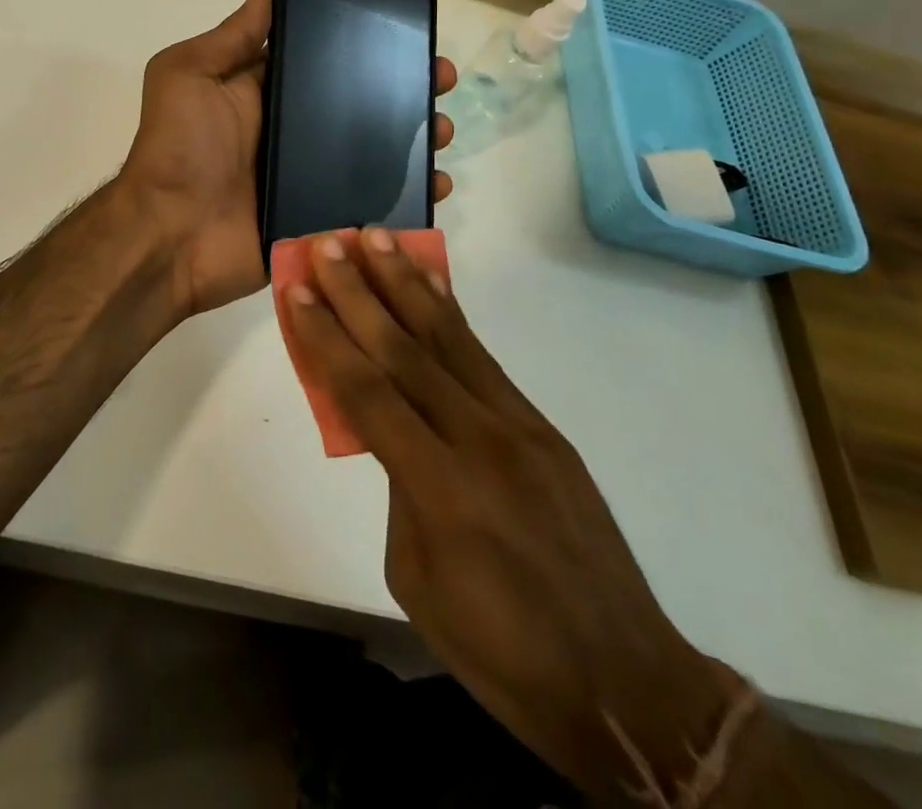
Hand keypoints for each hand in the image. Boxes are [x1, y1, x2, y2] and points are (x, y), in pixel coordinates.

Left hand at [117, 0, 456, 318]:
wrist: (170, 235)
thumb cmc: (179, 148)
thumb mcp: (189, 75)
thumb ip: (229, 38)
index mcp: (265, 94)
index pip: (325, 62)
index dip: (364, 48)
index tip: (408, 34)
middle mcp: (292, 133)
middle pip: (360, 106)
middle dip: (404, 91)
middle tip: (440, 82)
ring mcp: (310, 178)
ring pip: (376, 154)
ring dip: (416, 141)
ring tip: (444, 131)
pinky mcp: (322, 219)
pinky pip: (373, 204)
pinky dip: (408, 198)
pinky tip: (439, 185)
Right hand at [281, 229, 729, 798]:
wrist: (624, 683)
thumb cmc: (502, 651)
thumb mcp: (417, 577)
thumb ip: (398, 489)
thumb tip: (393, 430)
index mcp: (441, 490)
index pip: (366, 393)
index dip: (326, 338)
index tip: (297, 290)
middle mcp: (480, 441)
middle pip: (404, 350)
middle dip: (358, 292)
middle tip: (328, 244)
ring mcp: (518, 427)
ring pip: (449, 339)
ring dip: (406, 283)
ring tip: (377, 238)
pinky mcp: (542, 426)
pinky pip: (483, 358)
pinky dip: (450, 314)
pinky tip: (430, 285)